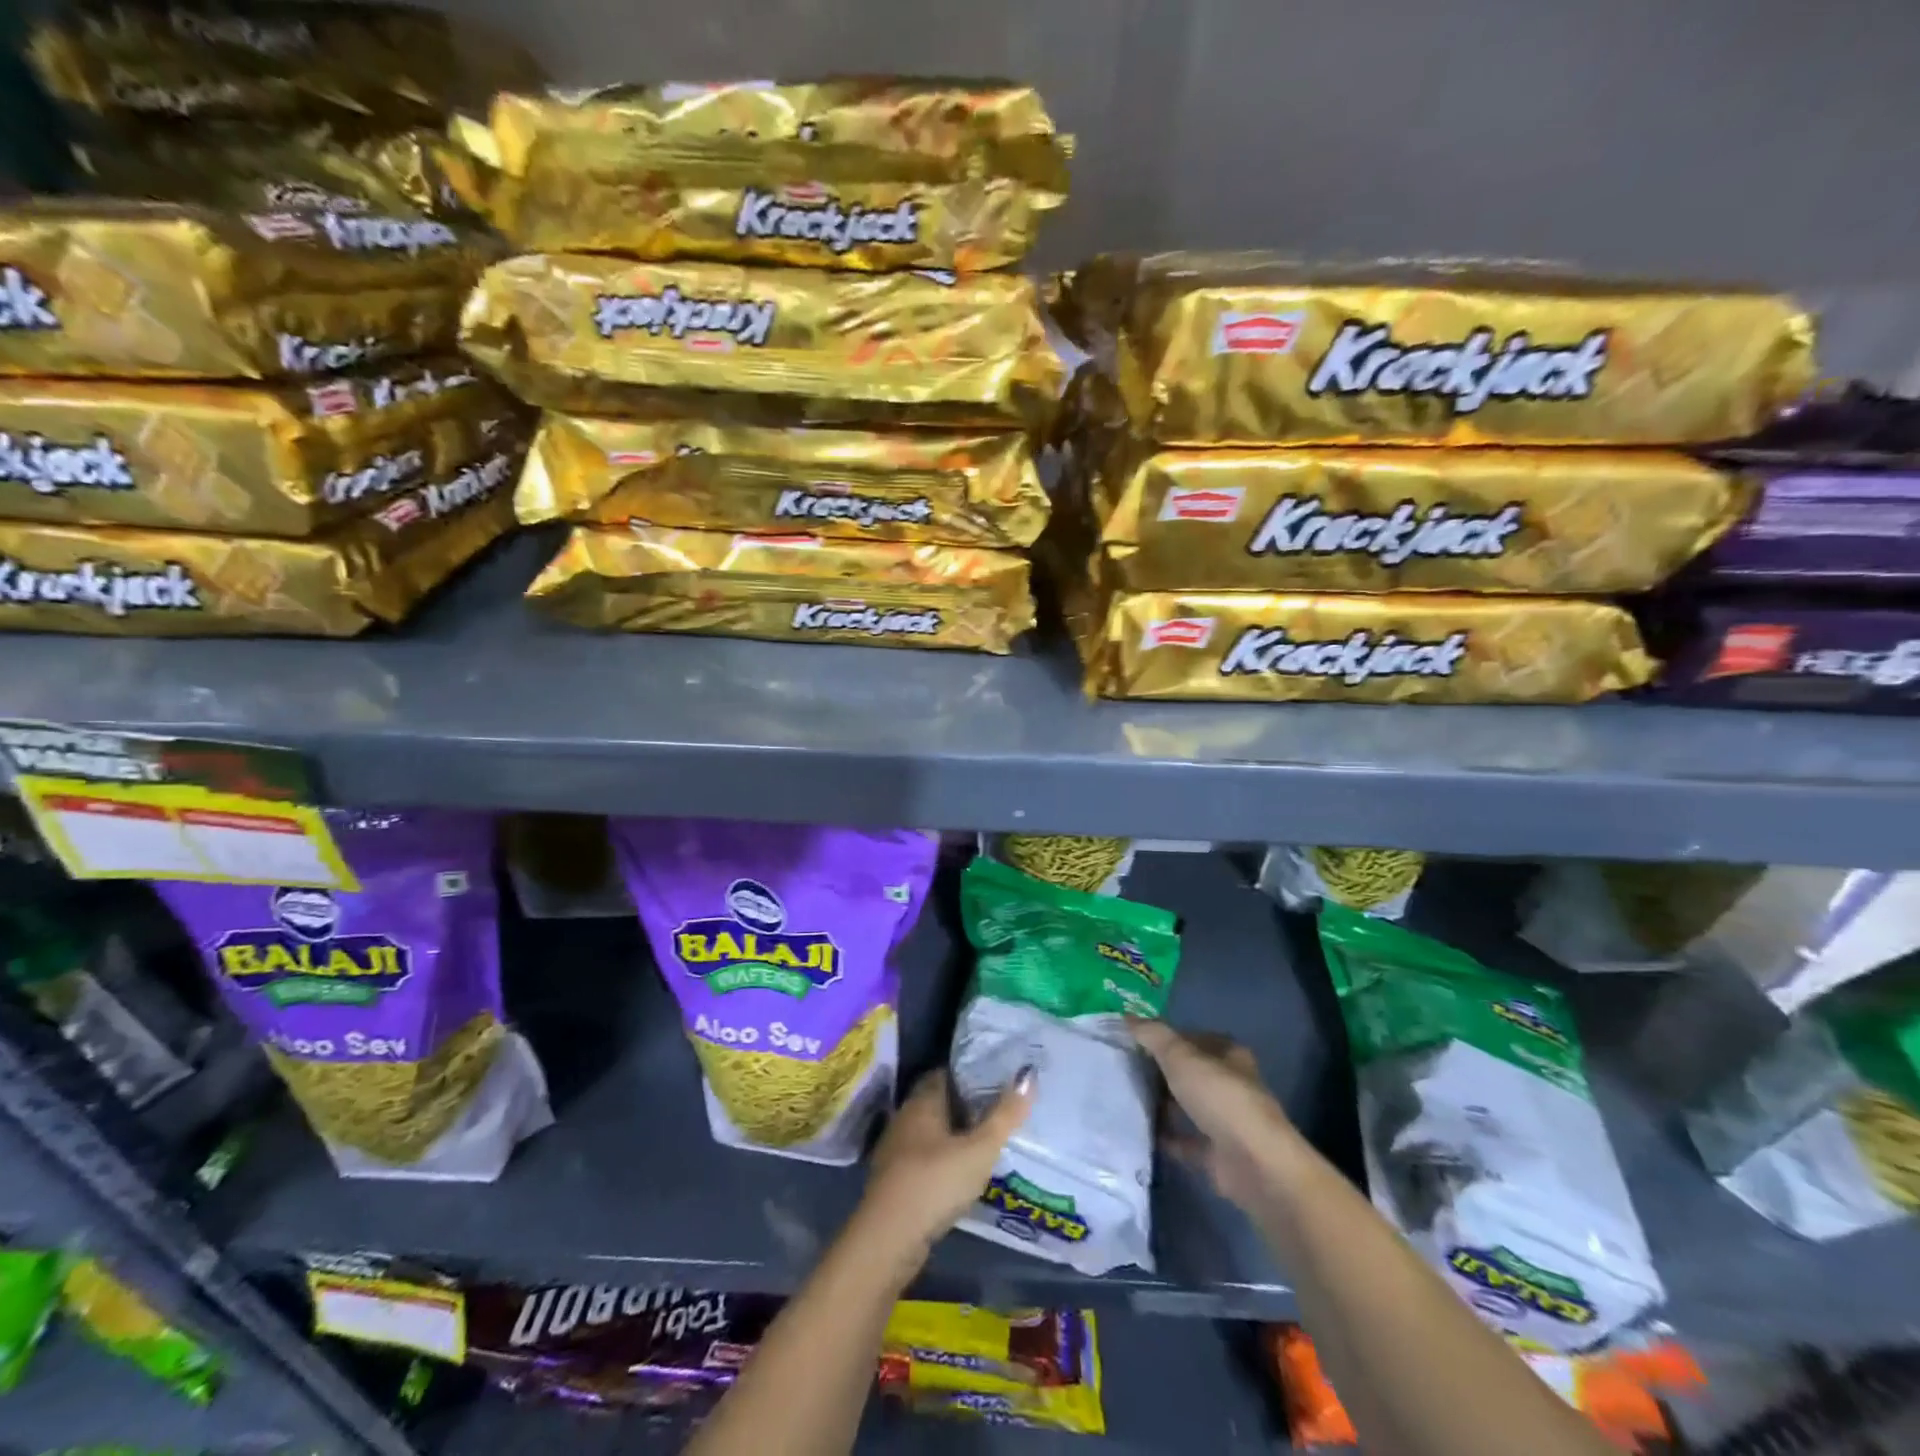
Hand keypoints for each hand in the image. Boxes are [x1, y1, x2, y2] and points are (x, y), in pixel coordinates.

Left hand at [856, 1068, 1034, 1269]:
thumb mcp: (979, 1150)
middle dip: (967, 1105)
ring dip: (956, 1135)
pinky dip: (945, 1159)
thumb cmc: (935, 1183)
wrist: (888, 1240)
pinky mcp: (896, 1180)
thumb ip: (1005, 1115)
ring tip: (988, 1140)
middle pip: (939, 1102)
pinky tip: (964, 1172)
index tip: (998, 1077)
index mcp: (922, 1101)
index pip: (946, 1073)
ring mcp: (897, 1150)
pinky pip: (926, 1157)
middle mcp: (905, 1118)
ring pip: (932, 1132)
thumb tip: (1029, 1074)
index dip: (971, 1073)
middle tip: (1000, 1109)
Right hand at [1129, 1019, 1298, 1209]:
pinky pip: (1184, 1139)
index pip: (1191, 1037)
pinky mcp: (1217, 1153)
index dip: (1163, 1037)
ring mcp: (1225, 1120)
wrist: (1254, 1164)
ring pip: (1186, 1105)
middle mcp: (1230, 1084)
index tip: (1131, 1041)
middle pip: (1188, 1072)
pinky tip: (1139, 1131)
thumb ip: (1152, 1035)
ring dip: (1161, 1104)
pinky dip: (1165, 1136)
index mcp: (1228, 1054)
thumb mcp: (1180, 1056)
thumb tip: (1126, 1016)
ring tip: (1125, 1097)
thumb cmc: (1219, 1097)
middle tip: (1122, 1068)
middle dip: (1159, 1071)